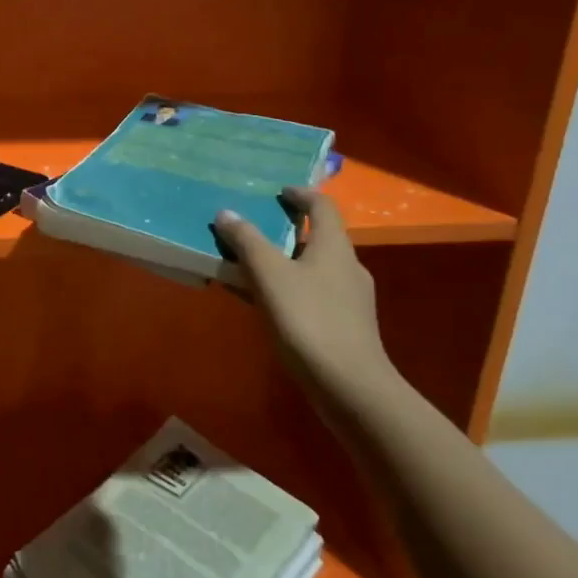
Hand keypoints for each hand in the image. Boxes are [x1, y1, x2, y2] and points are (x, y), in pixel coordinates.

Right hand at [214, 187, 393, 398]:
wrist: (350, 386)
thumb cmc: (309, 319)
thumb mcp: (270, 275)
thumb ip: (247, 242)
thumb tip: (227, 213)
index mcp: (334, 246)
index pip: (322, 206)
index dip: (300, 194)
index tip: (278, 191)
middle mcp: (347, 266)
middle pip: (317, 237)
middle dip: (285, 231)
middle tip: (253, 230)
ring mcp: (349, 298)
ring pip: (312, 268)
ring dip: (283, 262)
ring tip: (250, 267)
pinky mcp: (345, 325)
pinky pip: (311, 293)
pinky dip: (287, 288)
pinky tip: (265, 303)